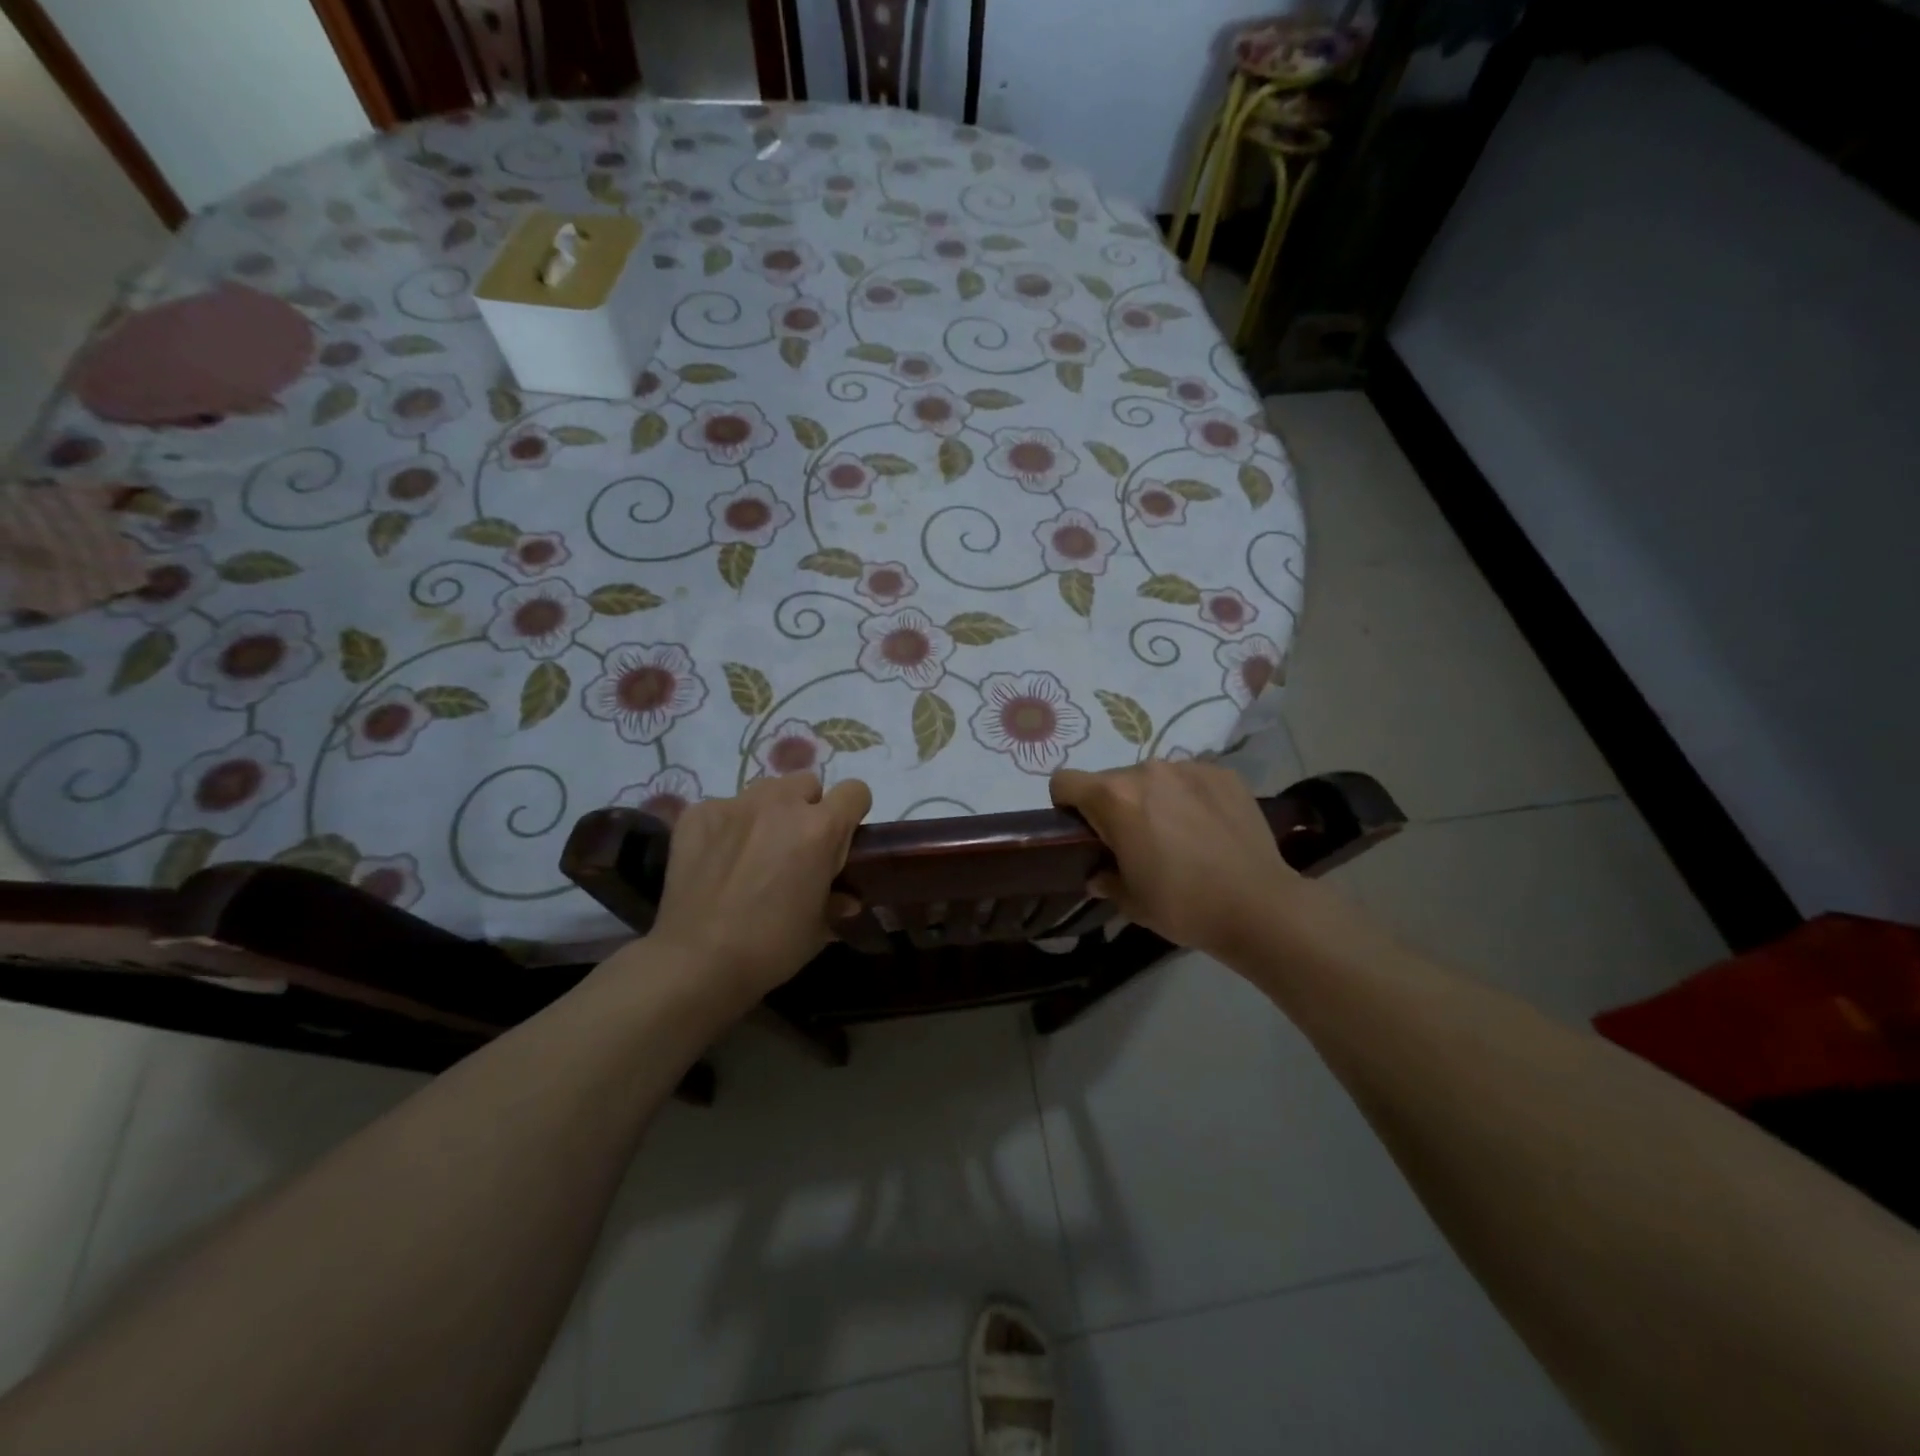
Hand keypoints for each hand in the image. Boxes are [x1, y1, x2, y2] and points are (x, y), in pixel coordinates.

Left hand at [645, 773, 871, 1012]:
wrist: (696, 961)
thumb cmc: (771, 947)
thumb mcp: (819, 928)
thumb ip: (836, 901)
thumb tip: (845, 898)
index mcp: (821, 828)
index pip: (855, 791)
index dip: (852, 813)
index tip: (842, 838)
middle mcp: (781, 803)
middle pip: (807, 784)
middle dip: (808, 808)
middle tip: (796, 847)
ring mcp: (735, 804)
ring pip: (765, 790)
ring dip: (770, 812)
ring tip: (754, 850)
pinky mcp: (698, 814)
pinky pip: (724, 807)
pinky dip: (727, 827)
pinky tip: (717, 859)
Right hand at [1051, 760, 1301, 958]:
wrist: (1260, 907)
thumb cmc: (1184, 905)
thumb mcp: (1131, 901)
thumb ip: (1105, 879)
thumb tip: (1100, 874)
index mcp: (1114, 797)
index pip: (1064, 781)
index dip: (1066, 806)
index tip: (1085, 832)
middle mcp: (1147, 770)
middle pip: (1111, 780)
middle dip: (1115, 806)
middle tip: (1137, 843)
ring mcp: (1189, 767)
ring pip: (1153, 778)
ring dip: (1154, 799)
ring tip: (1179, 836)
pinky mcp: (1223, 773)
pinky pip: (1190, 779)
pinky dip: (1189, 797)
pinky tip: (1208, 829)